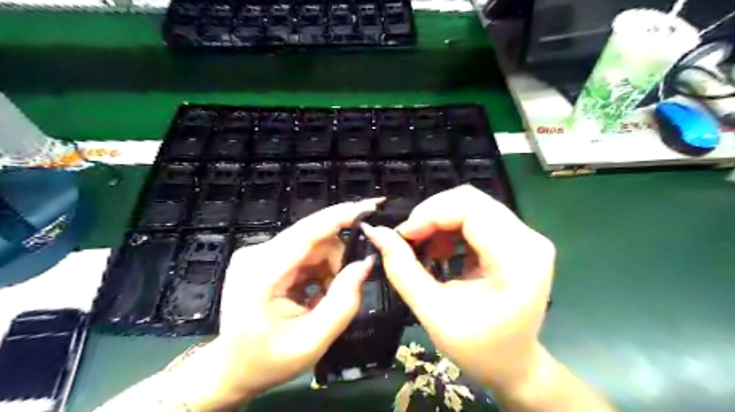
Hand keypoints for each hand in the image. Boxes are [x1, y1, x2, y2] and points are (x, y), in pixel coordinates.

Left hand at [170, 198, 378, 408]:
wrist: (230, 369)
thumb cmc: (266, 361)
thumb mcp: (312, 341)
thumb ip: (344, 302)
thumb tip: (366, 262)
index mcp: (261, 274)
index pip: (306, 233)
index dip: (341, 216)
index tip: (371, 207)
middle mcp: (257, 254)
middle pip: (315, 239)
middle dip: (338, 260)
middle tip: (344, 291)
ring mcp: (258, 253)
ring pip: (313, 245)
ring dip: (329, 268)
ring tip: (323, 300)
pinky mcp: (264, 256)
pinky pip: (305, 253)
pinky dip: (318, 271)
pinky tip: (313, 295)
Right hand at [360, 185, 553, 392]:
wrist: (513, 365)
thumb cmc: (478, 348)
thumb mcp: (433, 312)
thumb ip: (403, 270)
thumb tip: (377, 232)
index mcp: (518, 259)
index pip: (470, 209)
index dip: (430, 214)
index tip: (403, 235)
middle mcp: (529, 239)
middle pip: (471, 200)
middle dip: (432, 214)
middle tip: (409, 239)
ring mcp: (526, 237)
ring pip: (472, 205)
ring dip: (439, 220)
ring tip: (425, 249)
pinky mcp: (517, 239)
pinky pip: (476, 217)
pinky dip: (450, 227)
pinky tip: (441, 250)